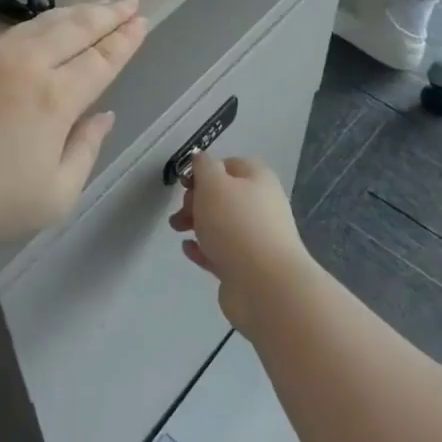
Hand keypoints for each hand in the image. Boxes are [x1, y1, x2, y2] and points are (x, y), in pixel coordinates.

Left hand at [0, 0, 147, 249]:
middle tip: (128, 1)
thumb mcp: (54, 196)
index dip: (124, 39)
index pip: (101, 58)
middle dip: (106, 14)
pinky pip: (5, 36)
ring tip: (92, 7)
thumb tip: (103, 116)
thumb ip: (85, 150)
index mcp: (55, 97)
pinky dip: (32, 28)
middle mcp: (25, 64)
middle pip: (74, 28)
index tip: (141, 20)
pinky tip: (35, 31)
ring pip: (38, 24)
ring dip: (71, 13)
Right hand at [170, 154, 315, 328]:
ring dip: (197, 224)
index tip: (186, 182)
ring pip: (221, 225)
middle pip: (225, 196)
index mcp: (258, 180)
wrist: (264, 284)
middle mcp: (262, 206)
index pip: (231, 165)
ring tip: (177, 229)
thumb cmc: (236, 223)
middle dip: (197, 200)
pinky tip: (188, 249)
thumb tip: (201, 157)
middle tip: (181, 209)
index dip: (207, 169)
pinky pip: (221, 252)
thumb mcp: (213, 184)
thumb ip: (203, 166)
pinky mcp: (248, 267)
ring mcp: (257, 239)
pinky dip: (203, 249)